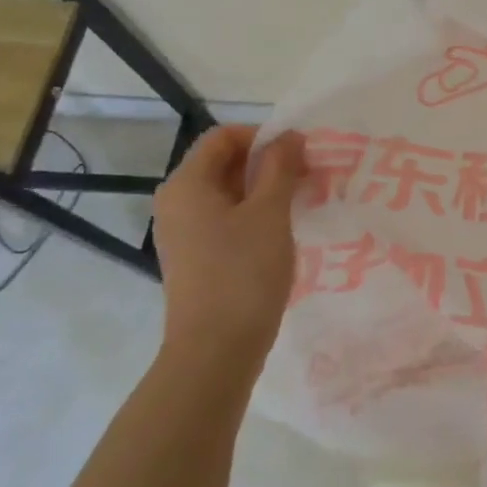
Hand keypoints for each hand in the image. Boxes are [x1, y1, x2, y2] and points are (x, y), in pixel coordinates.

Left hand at [152, 125, 306, 380]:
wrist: (216, 350)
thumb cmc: (243, 273)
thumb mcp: (270, 213)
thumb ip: (281, 168)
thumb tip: (289, 136)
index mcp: (187, 184)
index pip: (224, 137)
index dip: (263, 136)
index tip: (301, 154)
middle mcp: (177, 202)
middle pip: (224, 163)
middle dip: (268, 164)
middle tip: (309, 177)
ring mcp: (183, 232)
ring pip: (228, 193)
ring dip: (266, 190)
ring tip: (302, 203)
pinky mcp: (196, 257)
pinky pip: (226, 220)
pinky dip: (255, 215)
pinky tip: (282, 232)